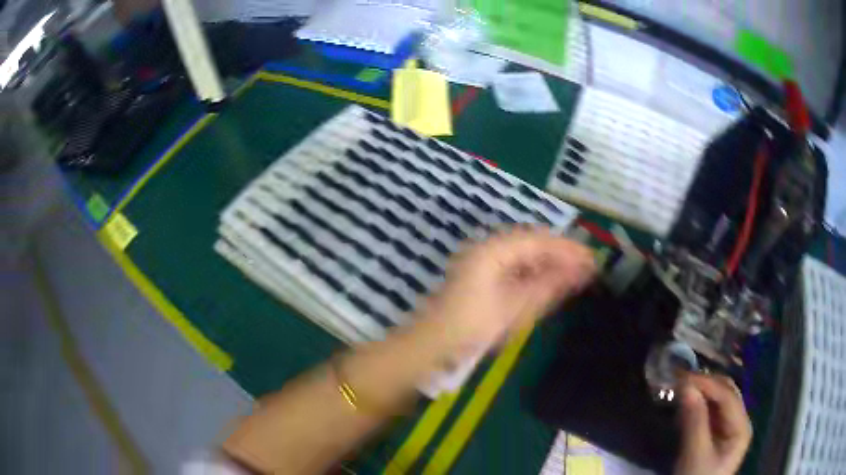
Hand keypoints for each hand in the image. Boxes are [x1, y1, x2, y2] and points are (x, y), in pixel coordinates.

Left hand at [419, 227, 595, 358]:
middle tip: (588, 267)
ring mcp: (483, 260)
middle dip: (561, 254)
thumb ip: (551, 285)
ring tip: (574, 276)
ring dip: (549, 263)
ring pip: (525, 255)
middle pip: (533, 243)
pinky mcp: (481, 276)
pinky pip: (514, 266)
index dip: (569, 249)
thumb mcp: (517, 307)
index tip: (593, 259)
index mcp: (495, 249)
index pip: (540, 240)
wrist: (433, 343)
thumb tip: (582, 270)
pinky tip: (548, 283)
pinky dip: (534, 273)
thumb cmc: (474, 325)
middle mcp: (489, 247)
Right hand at [675, 373, 751, 474]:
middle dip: (705, 384)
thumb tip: (685, 387)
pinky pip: (711, 412)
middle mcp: (740, 421)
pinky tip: (686, 403)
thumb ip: (694, 421)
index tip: (681, 378)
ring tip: (680, 389)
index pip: (727, 396)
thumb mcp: (694, 455)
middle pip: (726, 393)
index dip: (707, 384)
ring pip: (718, 400)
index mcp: (741, 427)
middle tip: (679, 381)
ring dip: (701, 392)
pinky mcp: (718, 434)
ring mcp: (729, 427)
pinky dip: (699, 405)